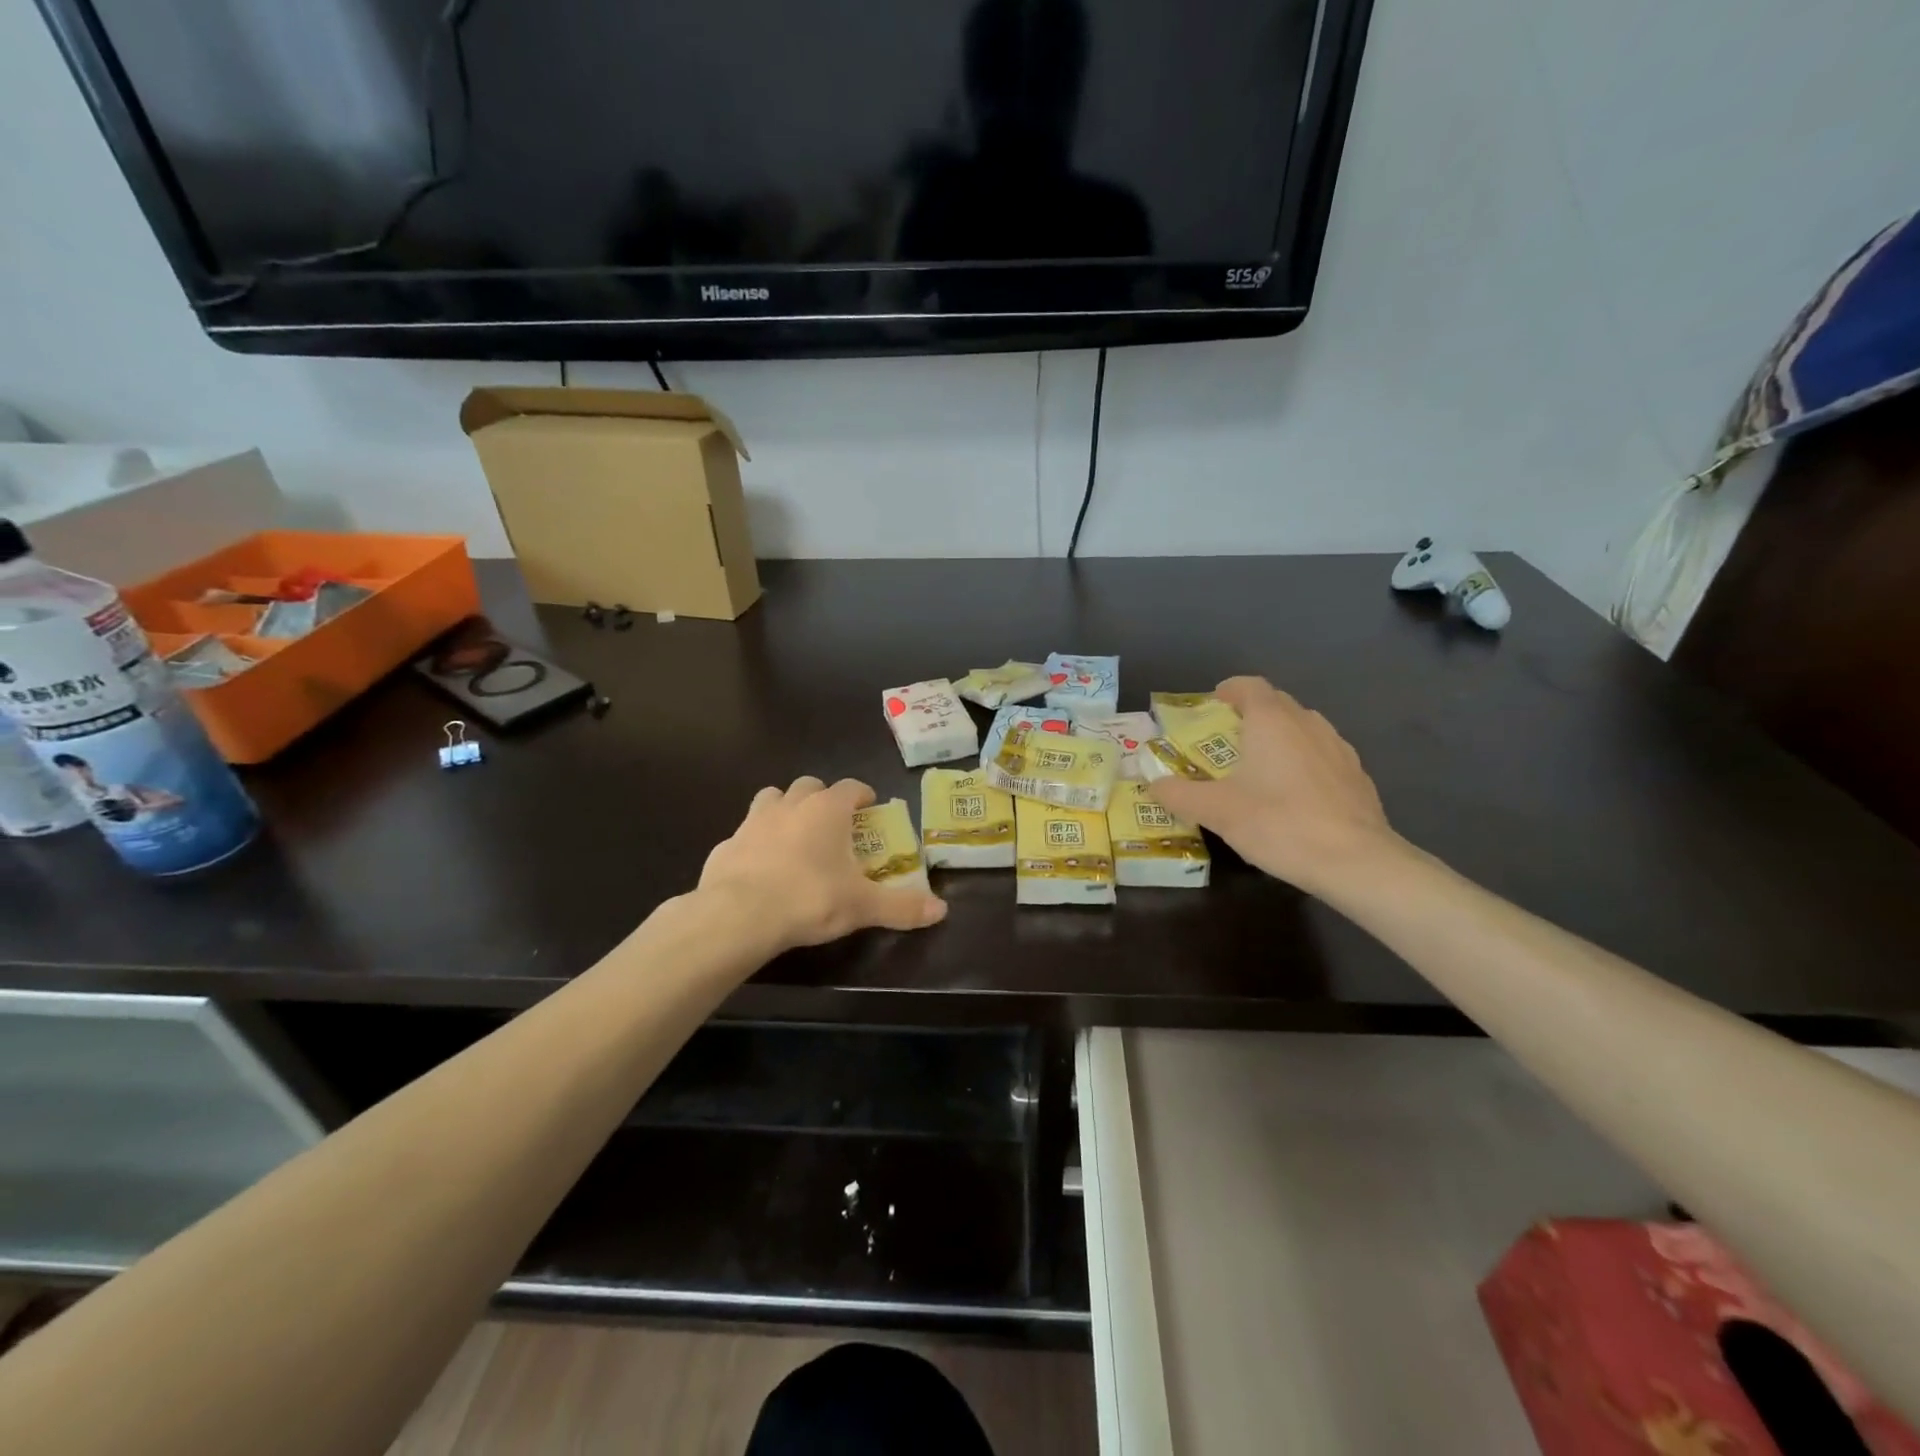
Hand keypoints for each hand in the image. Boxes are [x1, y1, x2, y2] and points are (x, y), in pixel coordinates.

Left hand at [698, 776, 947, 951]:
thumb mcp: (862, 907)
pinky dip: (756, 842)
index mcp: (827, 810)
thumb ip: (902, 907)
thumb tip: (941, 911)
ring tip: (794, 836)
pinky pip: (746, 833)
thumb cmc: (809, 899)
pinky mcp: (726, 844)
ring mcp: (754, 821)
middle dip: (822, 798)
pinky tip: (761, 867)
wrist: (738, 915)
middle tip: (832, 823)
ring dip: (785, 809)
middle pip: (809, 786)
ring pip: (772, 798)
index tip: (869, 806)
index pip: (850, 787)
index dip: (862, 795)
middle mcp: (790, 805)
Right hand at [1149, 677, 1401, 895]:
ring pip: (1302, 728)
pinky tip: (1294, 795)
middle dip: (1250, 714)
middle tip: (1226, 739)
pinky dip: (1302, 761)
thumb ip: (1179, 794)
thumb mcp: (1216, 811)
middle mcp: (1307, 723)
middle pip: (1277, 704)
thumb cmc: (1278, 824)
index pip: (1250, 686)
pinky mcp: (1357, 775)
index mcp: (1271, 721)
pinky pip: (1322, 755)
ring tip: (1259, 766)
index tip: (1212, 705)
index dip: (1229, 690)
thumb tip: (1153, 784)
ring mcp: (1338, 748)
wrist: (1355, 861)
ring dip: (1279, 737)